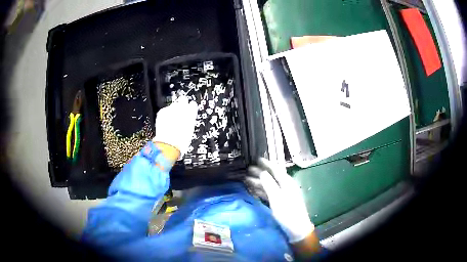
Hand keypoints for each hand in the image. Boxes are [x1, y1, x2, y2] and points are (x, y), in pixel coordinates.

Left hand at [153, 97, 197, 156]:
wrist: (169, 143)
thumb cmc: (181, 140)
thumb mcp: (190, 130)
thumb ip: (189, 120)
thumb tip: (188, 117)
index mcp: (191, 112)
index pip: (192, 104)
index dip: (190, 108)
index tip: (189, 110)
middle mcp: (182, 108)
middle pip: (182, 99)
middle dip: (181, 104)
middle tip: (179, 112)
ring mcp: (171, 109)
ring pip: (173, 105)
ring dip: (173, 110)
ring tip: (172, 120)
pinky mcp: (162, 111)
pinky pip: (165, 110)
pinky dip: (165, 115)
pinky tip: (166, 122)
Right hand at [248, 158, 314, 242]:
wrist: (296, 227)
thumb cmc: (287, 212)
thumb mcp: (277, 198)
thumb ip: (269, 184)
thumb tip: (262, 172)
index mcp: (287, 182)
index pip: (276, 169)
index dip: (266, 164)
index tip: (257, 159)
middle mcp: (285, 186)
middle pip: (271, 177)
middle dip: (260, 173)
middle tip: (248, 170)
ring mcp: (283, 194)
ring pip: (269, 185)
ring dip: (259, 182)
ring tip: (247, 180)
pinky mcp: (281, 201)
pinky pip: (270, 192)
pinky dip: (262, 190)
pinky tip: (255, 191)